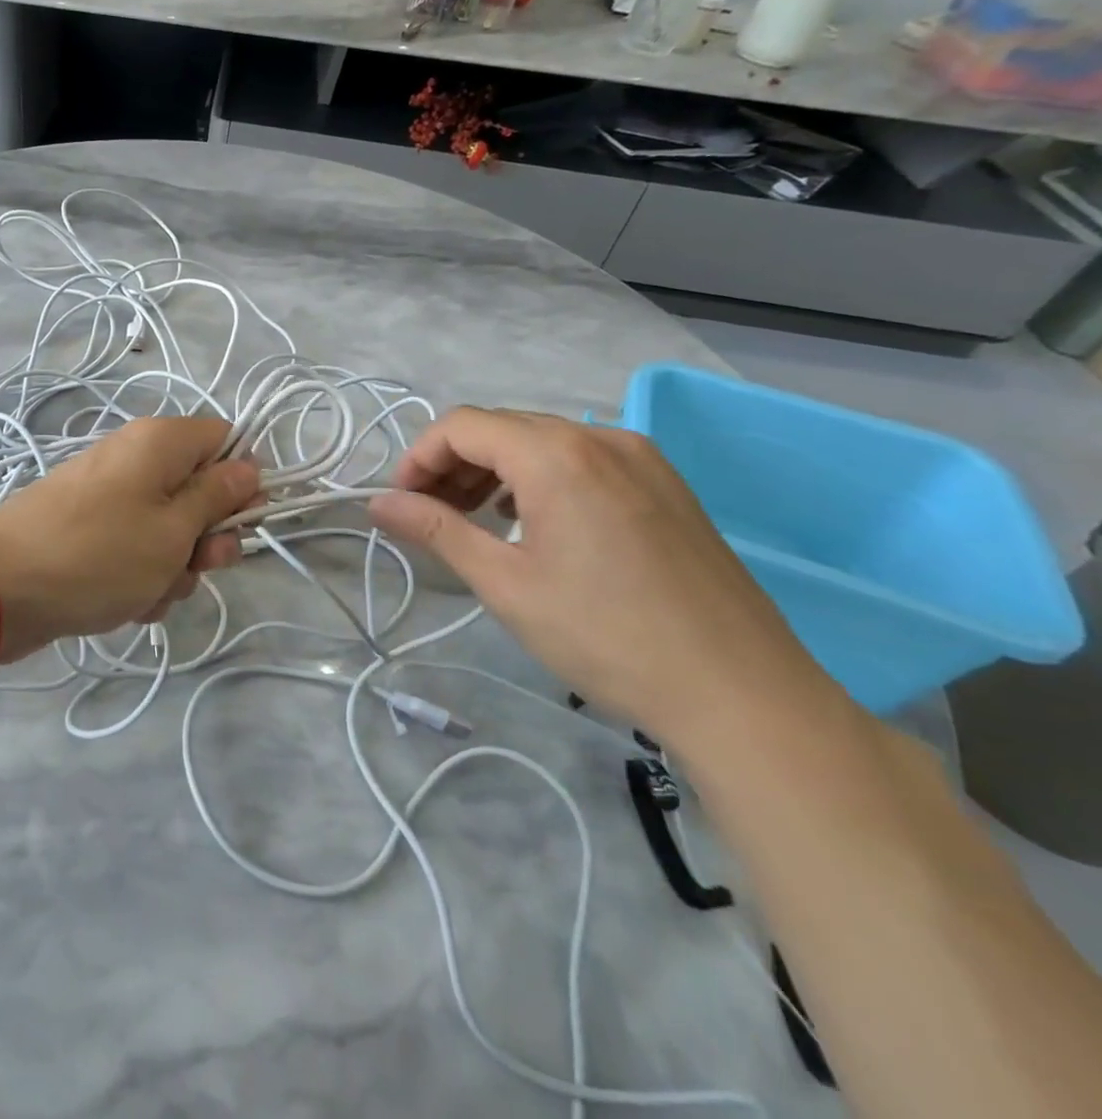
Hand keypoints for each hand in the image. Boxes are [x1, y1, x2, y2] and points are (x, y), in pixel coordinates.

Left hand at [0, 416, 259, 658]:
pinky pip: (135, 550)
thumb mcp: (173, 530)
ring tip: (147, 592)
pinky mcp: (90, 531)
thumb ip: (218, 497)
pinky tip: (126, 603)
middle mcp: (135, 459)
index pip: (226, 441)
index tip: (242, 522)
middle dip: (207, 538)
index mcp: (160, 442)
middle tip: (197, 566)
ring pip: (170, 530)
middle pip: (199, 491)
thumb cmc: (99, 554)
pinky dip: (140, 578)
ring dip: (173, 568)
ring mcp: (110, 497)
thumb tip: (250, 467)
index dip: (242, 482)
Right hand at [368, 408, 840, 749]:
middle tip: (429, 515)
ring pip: (541, 440)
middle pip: (501, 427)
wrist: (742, 693)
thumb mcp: (505, 584)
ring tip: (474, 519)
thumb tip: (376, 503)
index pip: (462, 426)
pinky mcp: (664, 483)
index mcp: (557, 455)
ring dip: (494, 470)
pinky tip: (533, 522)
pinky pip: (581, 458)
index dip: (419, 457)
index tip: (401, 503)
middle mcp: (600, 437)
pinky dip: (539, 477)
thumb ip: (436, 530)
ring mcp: (641, 457)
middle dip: (452, 464)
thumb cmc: (607, 637)